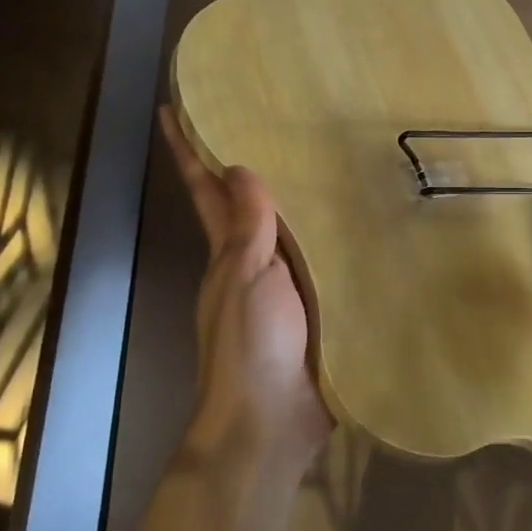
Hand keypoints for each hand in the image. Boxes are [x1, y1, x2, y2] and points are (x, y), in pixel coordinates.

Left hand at [162, 106, 330, 473]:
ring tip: (326, 160)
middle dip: (249, 165)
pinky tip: (362, 224)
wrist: (271, 420)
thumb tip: (238, 168)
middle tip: (274, 119)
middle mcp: (251, 265)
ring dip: (299, 200)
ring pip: (289, 232)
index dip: (186, 152)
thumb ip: (249, 226)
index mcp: (227, 252)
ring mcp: (284, 288)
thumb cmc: (250, 343)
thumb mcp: (246, 277)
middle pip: (247, 206)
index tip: (170, 110)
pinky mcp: (317, 309)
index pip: (204, 191)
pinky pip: (325, 263)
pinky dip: (336, 240)